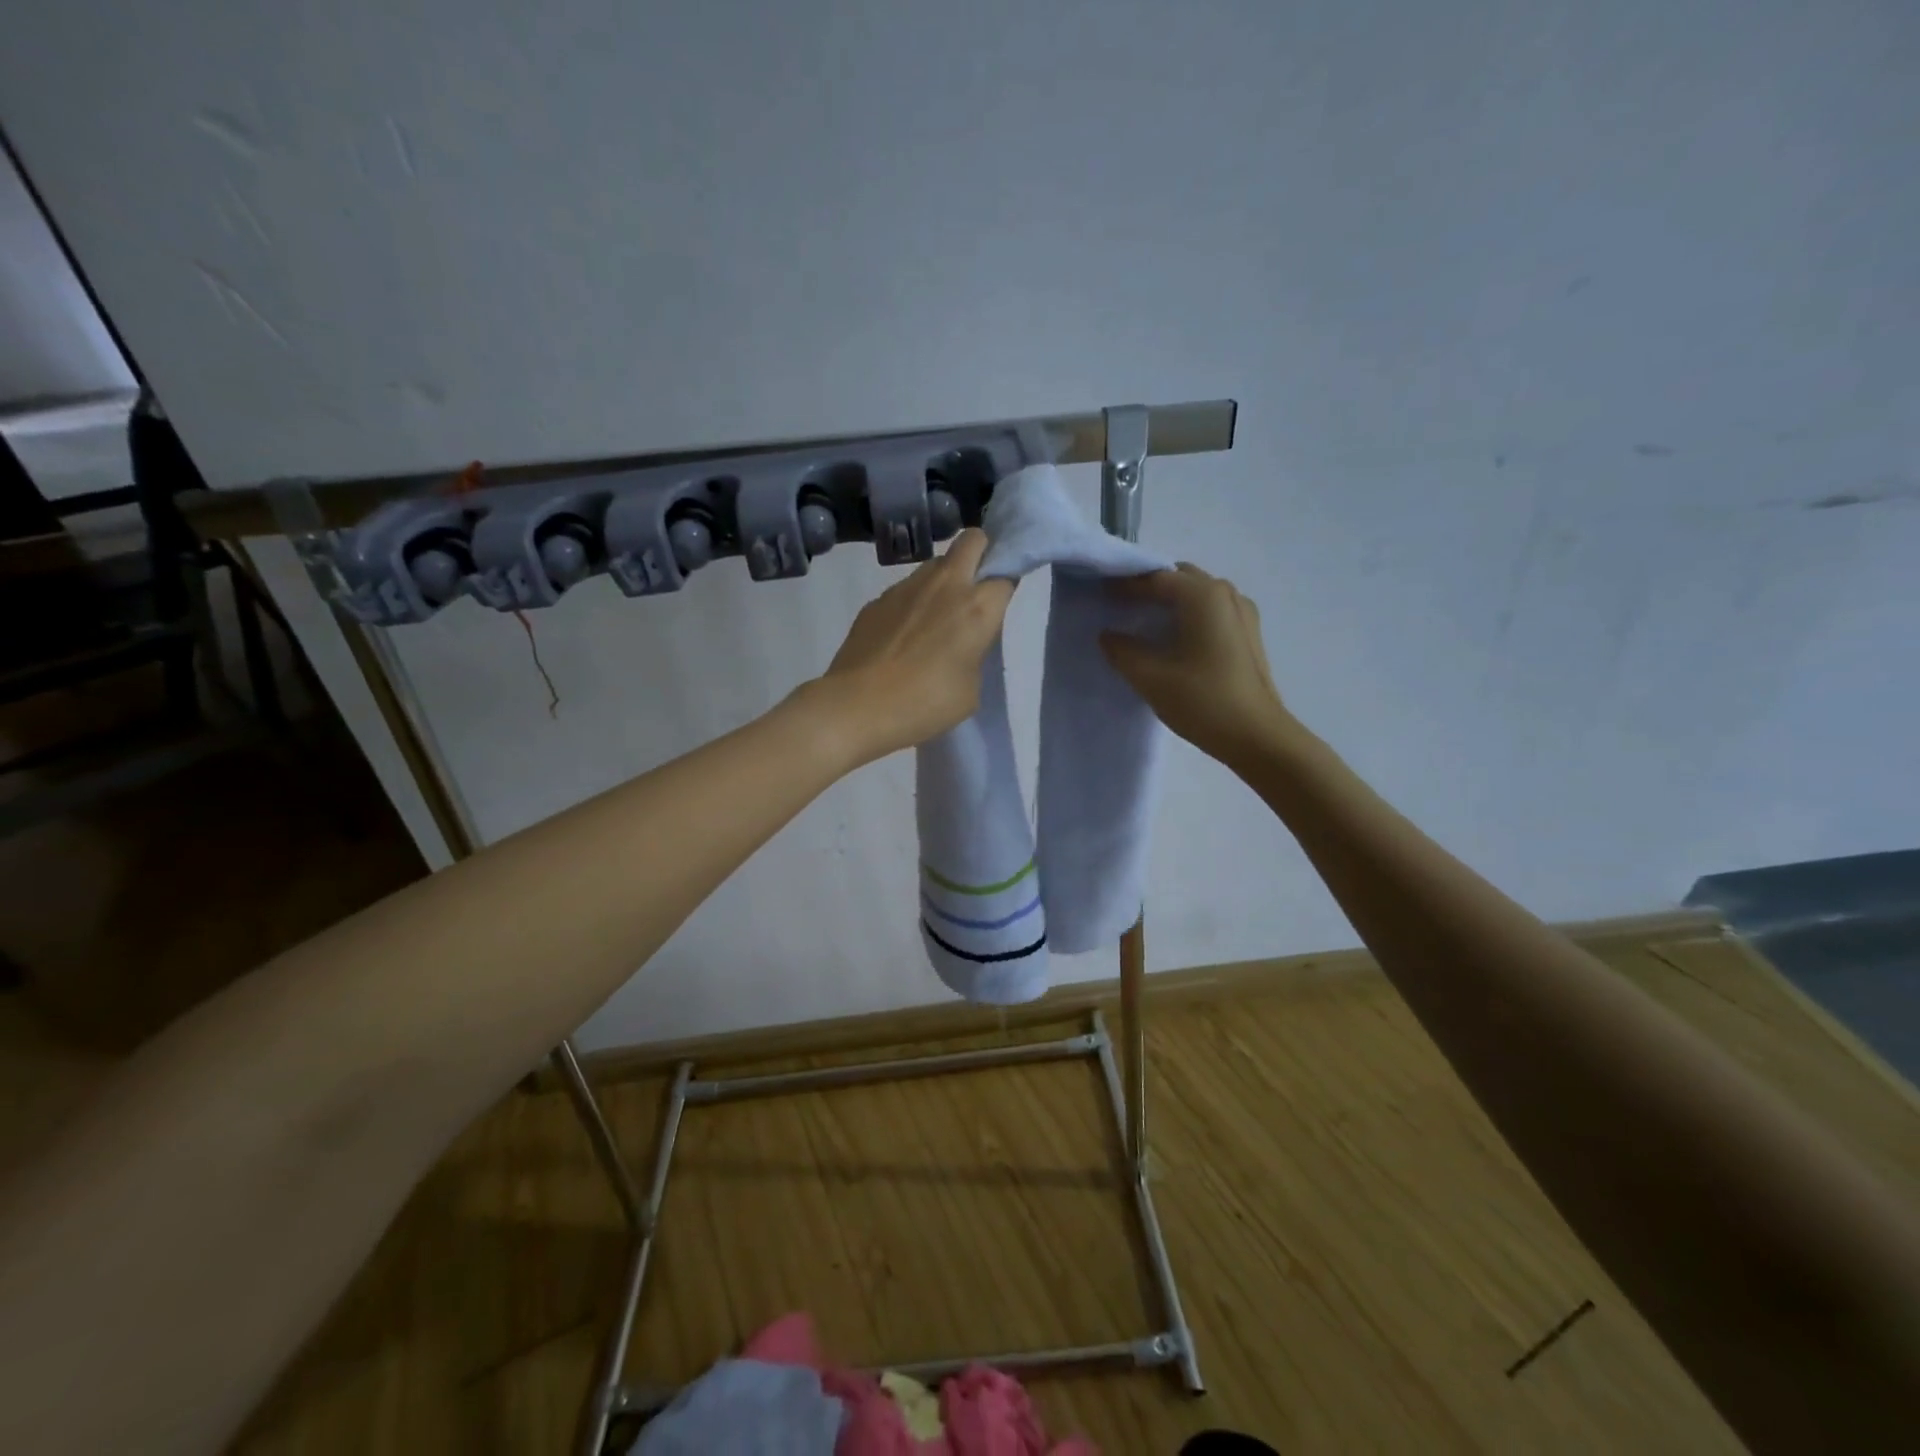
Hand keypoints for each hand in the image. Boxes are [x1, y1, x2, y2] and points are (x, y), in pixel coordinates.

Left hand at [810, 529, 1015, 766]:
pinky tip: (902, 636)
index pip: (1006, 575)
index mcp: (977, 607)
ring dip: (944, 578)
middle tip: (975, 588)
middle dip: (981, 553)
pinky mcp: (877, 599)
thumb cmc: (925, 704)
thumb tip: (961, 642)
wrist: (857, 706)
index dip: (1005, 587)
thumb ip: (974, 654)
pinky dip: (913, 602)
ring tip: (935, 617)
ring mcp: (906, 587)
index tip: (1001, 605)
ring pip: (936, 562)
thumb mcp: (970, 689)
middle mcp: (945, 584)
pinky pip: (906, 588)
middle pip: (973, 540)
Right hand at [1100, 563, 1298, 768]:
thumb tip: (1108, 635)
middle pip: (1180, 579)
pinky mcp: (1248, 636)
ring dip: (1171, 602)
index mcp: (1204, 596)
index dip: (1126, 585)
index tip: (1100, 595)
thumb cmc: (1204, 701)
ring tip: (1144, 624)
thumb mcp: (1151, 677)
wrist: (1258, 737)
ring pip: (1198, 595)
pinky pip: (1212, 612)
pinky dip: (1188, 616)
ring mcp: (1243, 614)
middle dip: (1150, 588)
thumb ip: (1123, 651)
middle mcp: (1227, 595)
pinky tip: (1174, 641)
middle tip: (1121, 607)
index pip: (1156, 578)